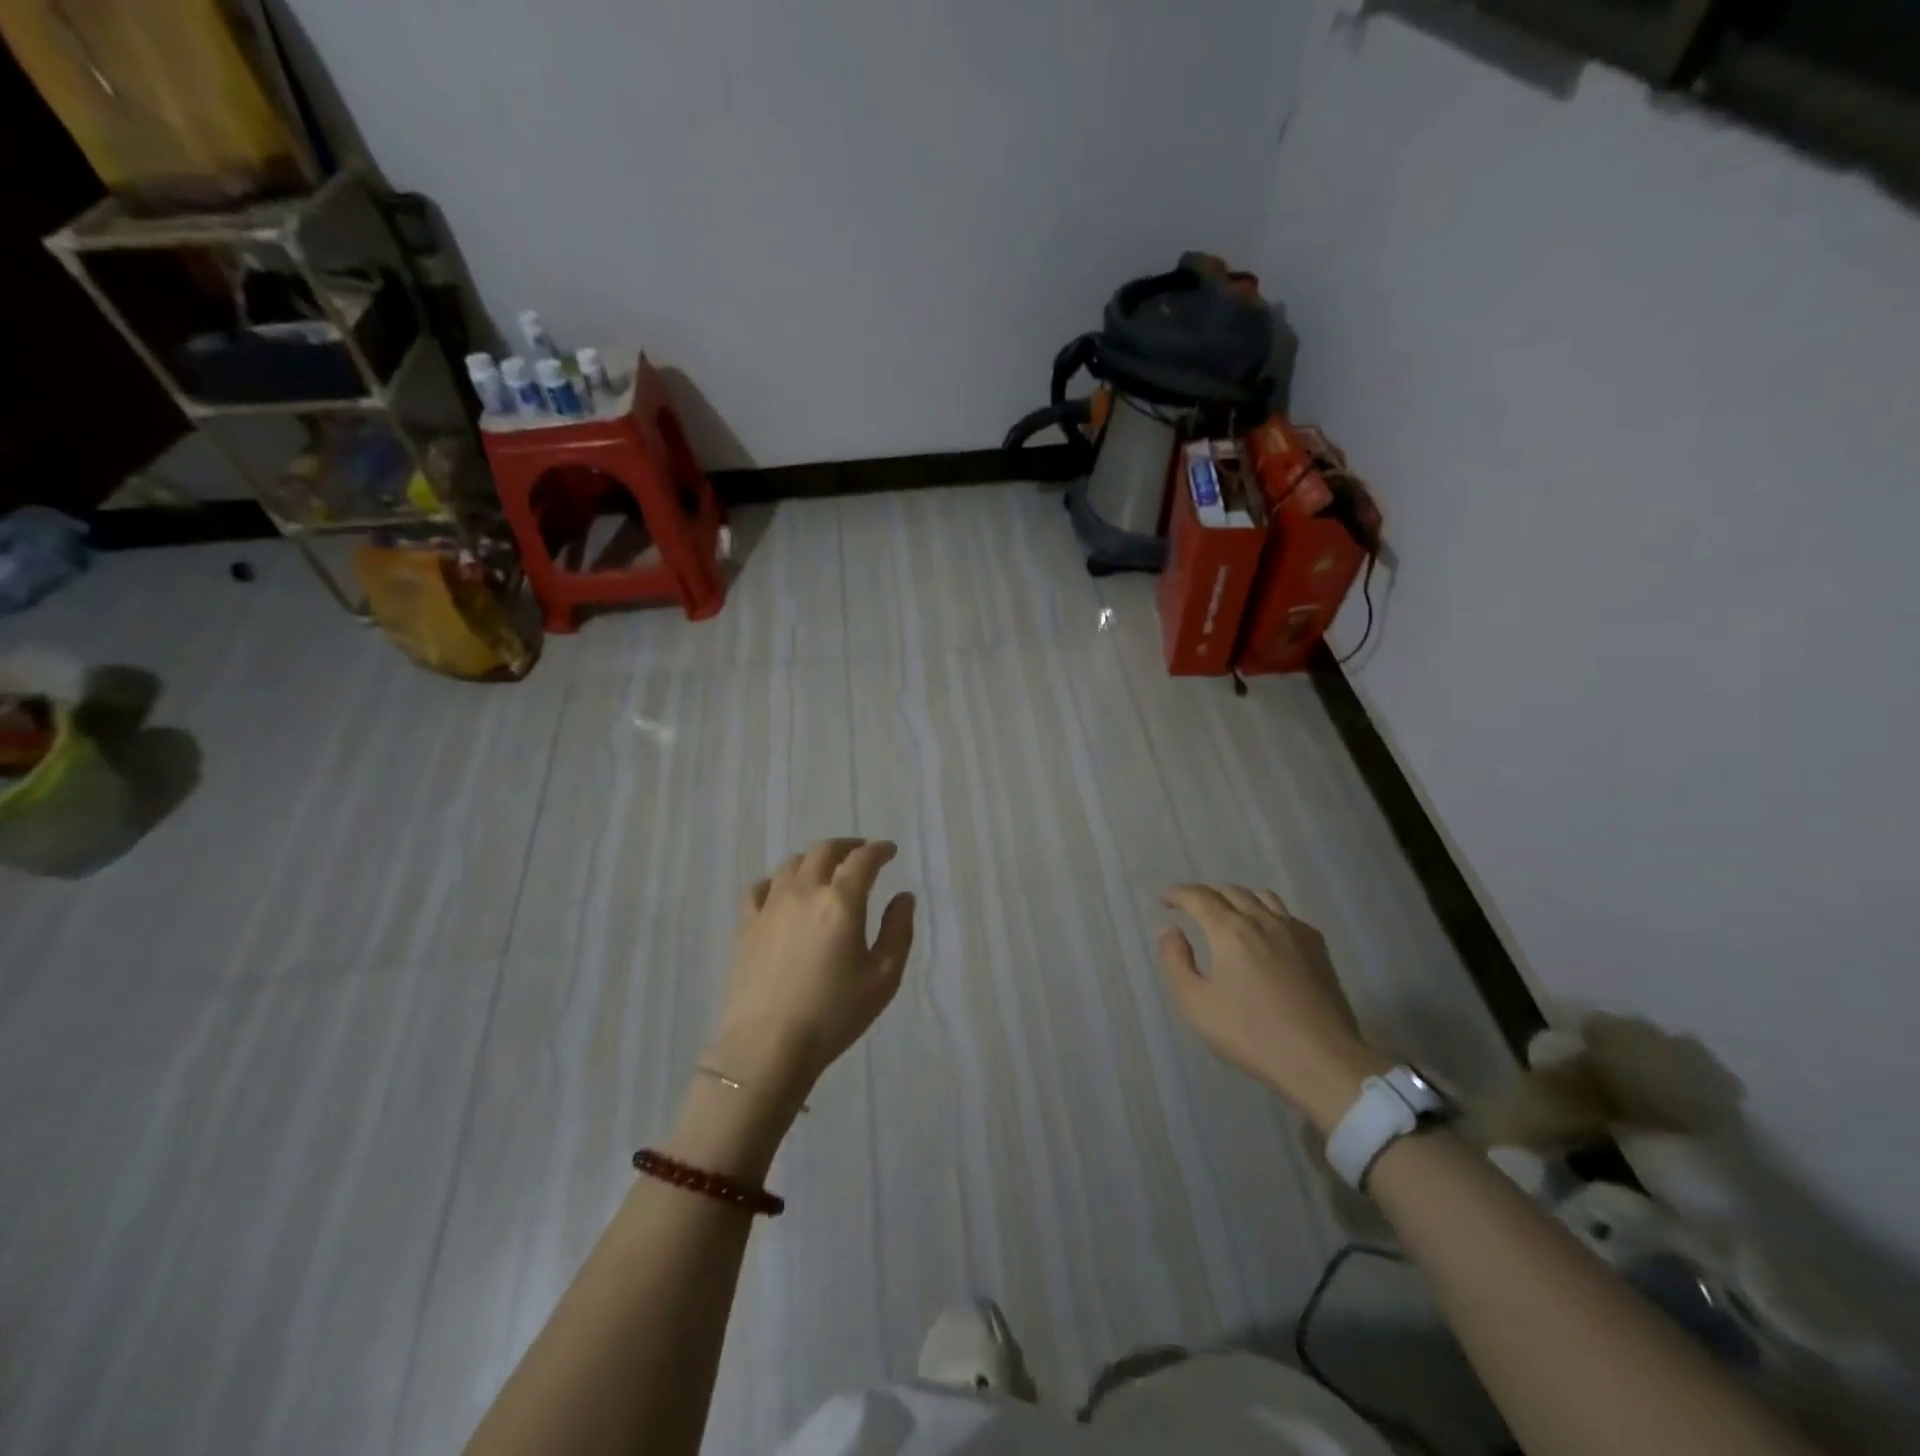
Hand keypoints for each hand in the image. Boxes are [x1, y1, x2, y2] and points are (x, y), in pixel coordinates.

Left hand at [704, 838, 915, 1113]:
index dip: (879, 850)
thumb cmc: (834, 1014)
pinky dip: (778, 880)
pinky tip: (783, 892)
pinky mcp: (746, 925)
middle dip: (847, 846)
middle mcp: (805, 891)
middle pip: (824, 851)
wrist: (767, 1046)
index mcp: (842, 901)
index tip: (889, 851)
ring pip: (792, 864)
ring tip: (825, 869)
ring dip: (814, 859)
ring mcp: (771, 906)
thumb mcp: (884, 977)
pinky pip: (761, 887)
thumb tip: (903, 897)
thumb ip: (898, 931)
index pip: (863, 860)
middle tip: (860, 853)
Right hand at [1156, 884, 1388, 1132]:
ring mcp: (1295, 932)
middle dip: (1206, 895)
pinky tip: (1267, 934)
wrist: (1322, 1060)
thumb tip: (1170, 930)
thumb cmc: (1251, 1034)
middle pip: (1230, 891)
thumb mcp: (1196, 1004)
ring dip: (1238, 899)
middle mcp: (1262, 920)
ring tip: (1229, 916)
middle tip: (1192, 910)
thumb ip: (1175, 961)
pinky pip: (1287, 915)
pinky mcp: (1318, 948)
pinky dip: (1268, 913)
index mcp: (1230, 930)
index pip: (1198, 897)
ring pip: (1262, 897)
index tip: (1165, 900)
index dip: (1178, 894)